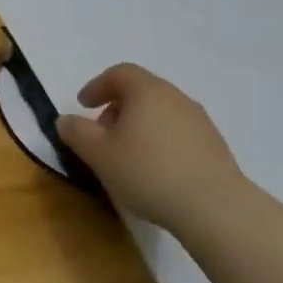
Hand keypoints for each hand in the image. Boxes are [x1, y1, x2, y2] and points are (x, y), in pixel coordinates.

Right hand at [56, 64, 246, 233]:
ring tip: (128, 156)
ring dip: (140, 126)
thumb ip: (77, 133)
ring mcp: (200, 122)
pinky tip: (156, 172)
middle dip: (117, 108)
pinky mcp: (216, 147)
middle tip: (103, 133)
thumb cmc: (148, 172)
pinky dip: (161, 142)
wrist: (216, 209)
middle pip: (141, 92)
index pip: (119, 73)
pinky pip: (179, 134)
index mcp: (147, 91)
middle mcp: (176, 98)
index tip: (83, 105)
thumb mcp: (99, 154)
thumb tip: (66, 120)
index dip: (97, 86)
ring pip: (161, 113)